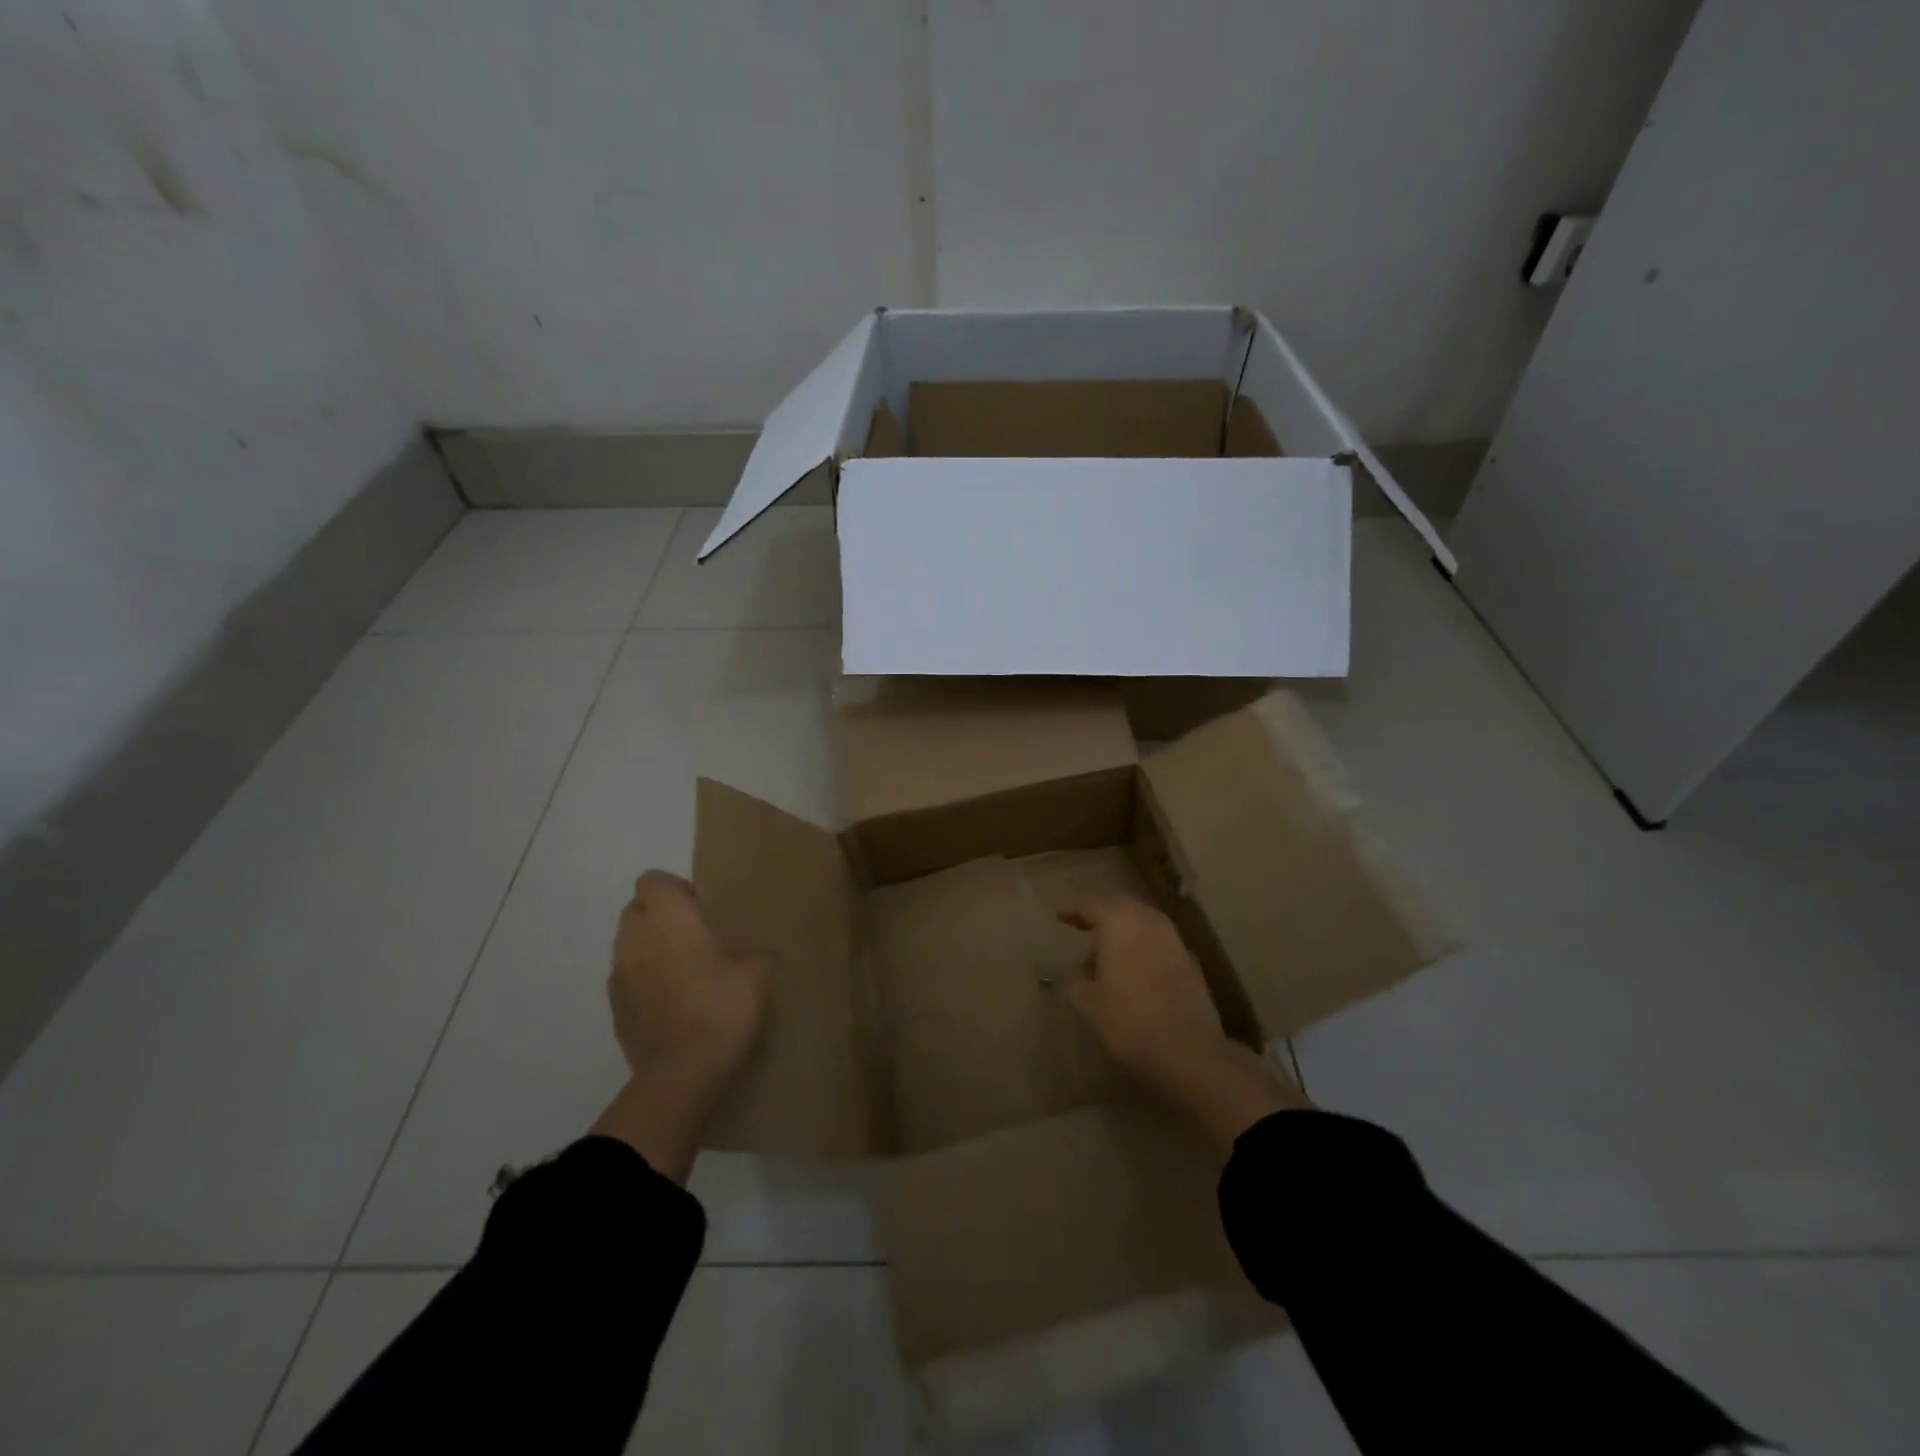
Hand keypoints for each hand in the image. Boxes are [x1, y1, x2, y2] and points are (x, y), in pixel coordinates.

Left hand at [592, 871, 772, 1180]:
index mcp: (668, 919)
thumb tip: (758, 955)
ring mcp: (619, 978)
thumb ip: (758, 953)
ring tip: (687, 973)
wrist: (682, 1077)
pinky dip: (646, 985)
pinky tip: (675, 1005)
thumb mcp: (760, 974)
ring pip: (630, 947)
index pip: (653, 880)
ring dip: (652, 951)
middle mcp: (635, 940)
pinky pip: (628, 983)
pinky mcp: (615, 1013)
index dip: (677, 889)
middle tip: (698, 938)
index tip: (705, 909)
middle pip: (637, 910)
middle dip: (662, 918)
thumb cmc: (722, 1009)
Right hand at [1058, 896, 1231, 1097]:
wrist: (1189, 1052)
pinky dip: (1142, 948)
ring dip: (1123, 932)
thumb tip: (1076, 972)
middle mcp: (1149, 921)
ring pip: (1143, 924)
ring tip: (1105, 955)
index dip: (1074, 910)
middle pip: (1121, 908)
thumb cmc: (1129, 1021)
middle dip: (1101, 915)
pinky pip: (1158, 943)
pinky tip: (1133, 972)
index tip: (1060, 917)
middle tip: (1083, 927)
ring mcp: (1174, 940)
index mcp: (1120, 922)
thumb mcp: (1088, 1004)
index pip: (1092, 905)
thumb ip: (1076, 981)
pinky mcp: (1190, 962)